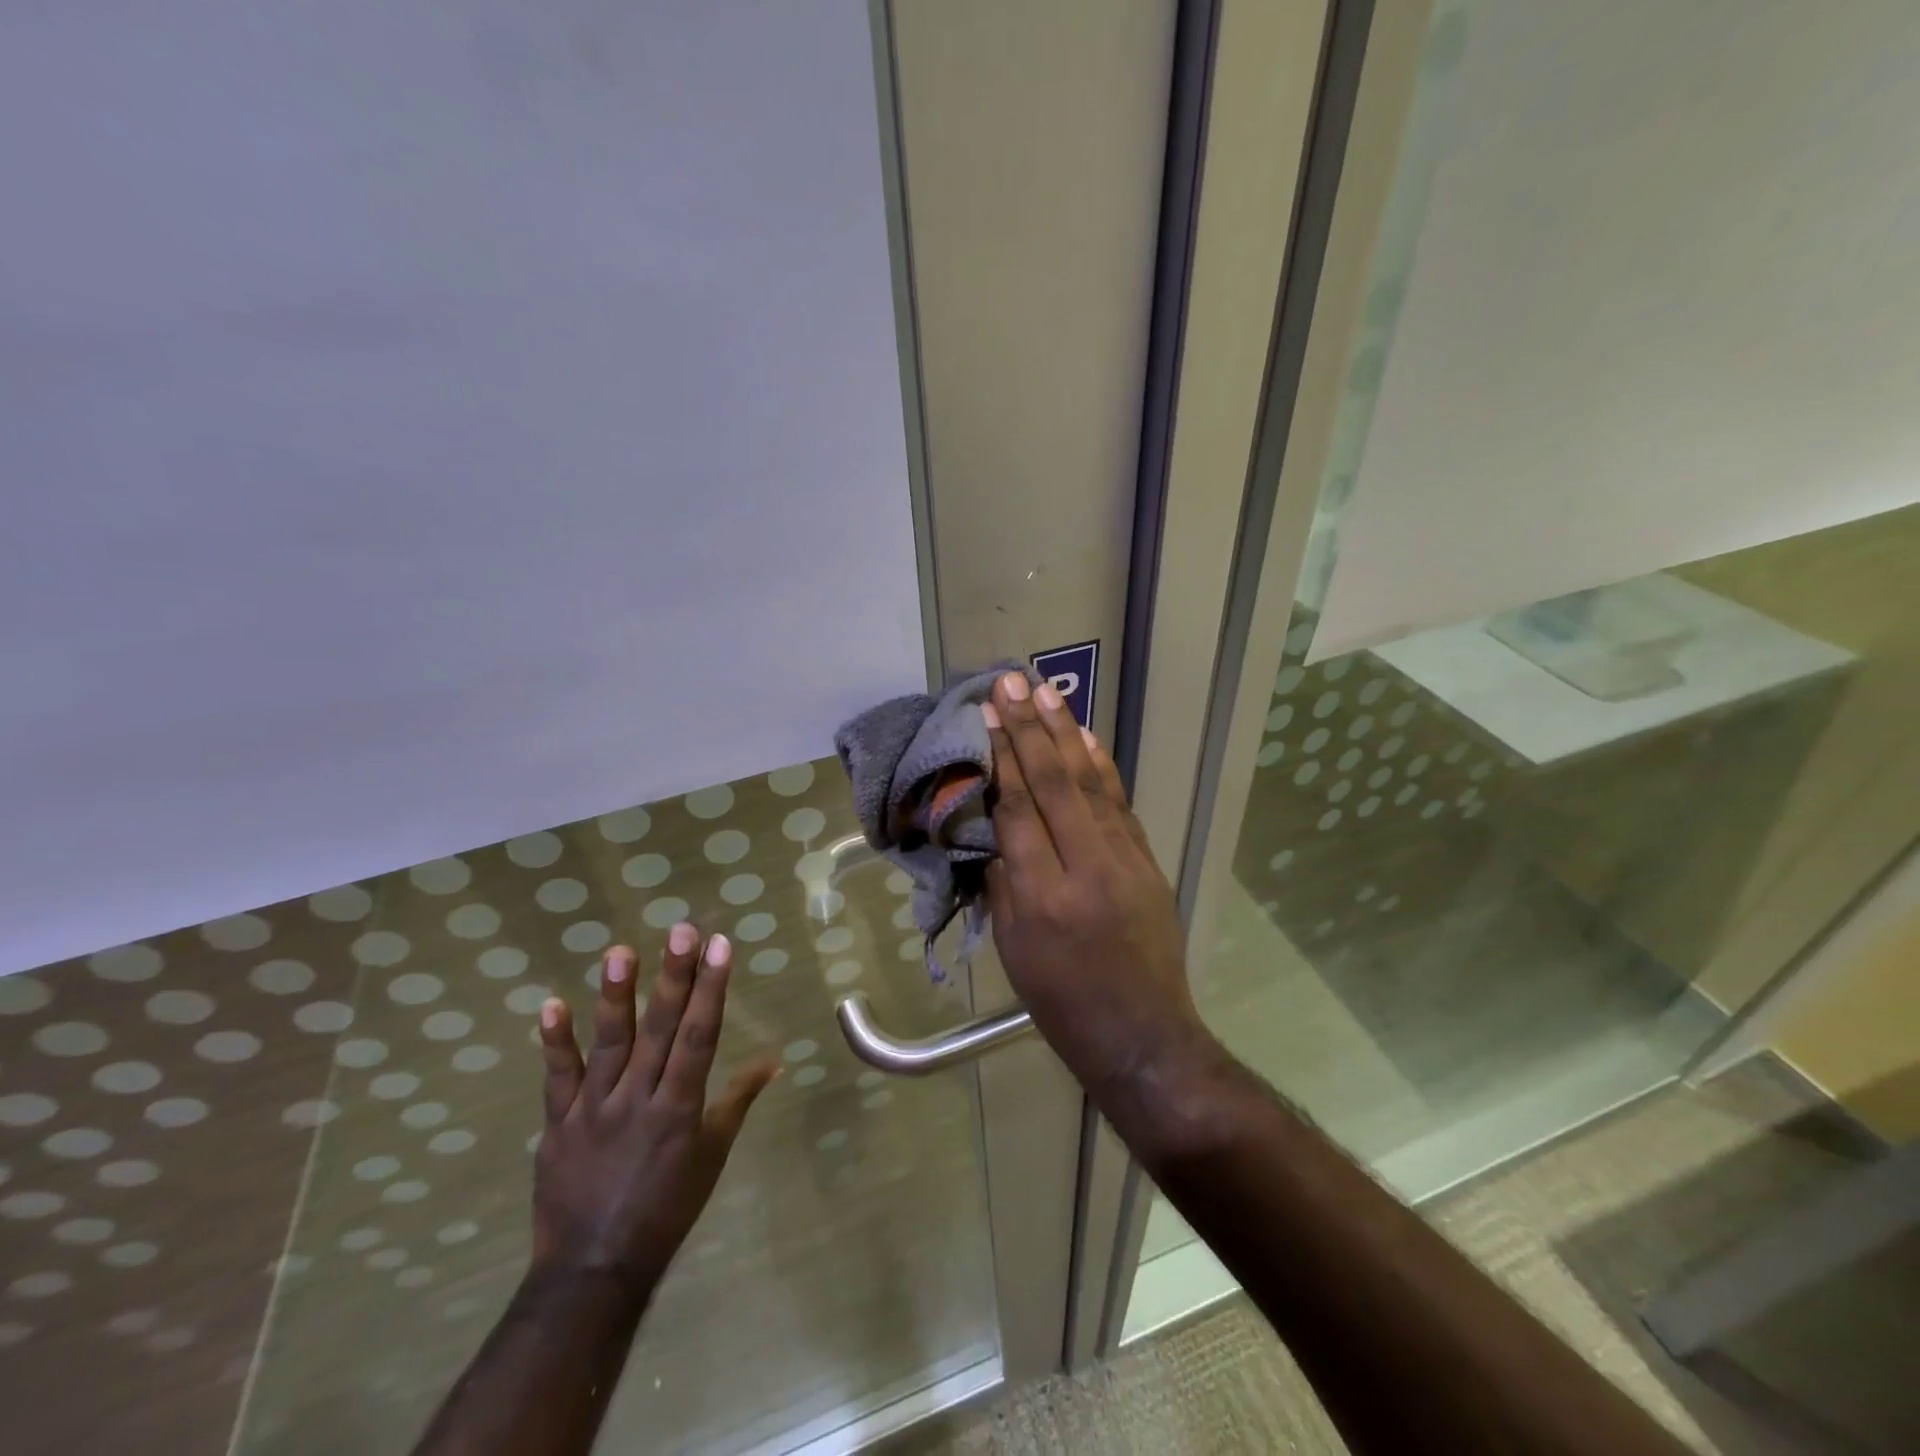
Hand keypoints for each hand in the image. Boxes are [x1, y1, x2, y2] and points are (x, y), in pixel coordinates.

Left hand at [530, 928, 775, 1296]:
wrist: (593, 1270)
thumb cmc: (666, 1209)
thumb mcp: (712, 1155)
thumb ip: (738, 1101)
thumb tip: (774, 1061)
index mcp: (680, 1108)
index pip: (701, 1036)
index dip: (712, 989)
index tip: (720, 946)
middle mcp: (639, 1100)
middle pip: (660, 1030)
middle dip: (674, 977)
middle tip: (682, 930)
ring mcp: (594, 1109)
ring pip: (608, 1044)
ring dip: (615, 997)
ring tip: (620, 952)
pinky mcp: (558, 1123)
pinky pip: (557, 1078)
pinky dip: (554, 1042)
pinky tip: (551, 1004)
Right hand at [982, 671, 1203, 1093]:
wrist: (1143, 1036)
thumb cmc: (1063, 1002)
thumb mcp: (1014, 949)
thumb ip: (1003, 881)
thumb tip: (996, 826)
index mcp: (1042, 896)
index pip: (1018, 809)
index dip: (1001, 757)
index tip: (988, 715)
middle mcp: (1086, 867)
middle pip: (1054, 783)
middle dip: (1029, 728)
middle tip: (1011, 683)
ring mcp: (1125, 860)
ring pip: (1090, 784)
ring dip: (1066, 733)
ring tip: (1046, 693)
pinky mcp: (1148, 862)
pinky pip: (1119, 803)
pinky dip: (1101, 766)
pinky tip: (1086, 737)